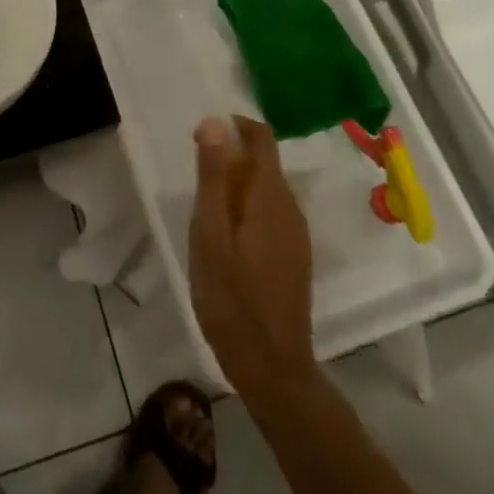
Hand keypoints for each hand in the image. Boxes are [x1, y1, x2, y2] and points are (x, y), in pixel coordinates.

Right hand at [189, 116, 315, 395]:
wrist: (274, 371)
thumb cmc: (233, 300)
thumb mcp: (210, 235)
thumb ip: (213, 177)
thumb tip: (215, 122)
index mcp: (271, 197)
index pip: (262, 138)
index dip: (234, 127)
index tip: (203, 138)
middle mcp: (291, 208)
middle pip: (265, 162)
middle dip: (231, 158)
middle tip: (196, 180)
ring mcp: (296, 234)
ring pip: (267, 189)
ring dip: (238, 184)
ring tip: (206, 210)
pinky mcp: (295, 256)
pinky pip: (271, 213)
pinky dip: (248, 208)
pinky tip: (227, 238)